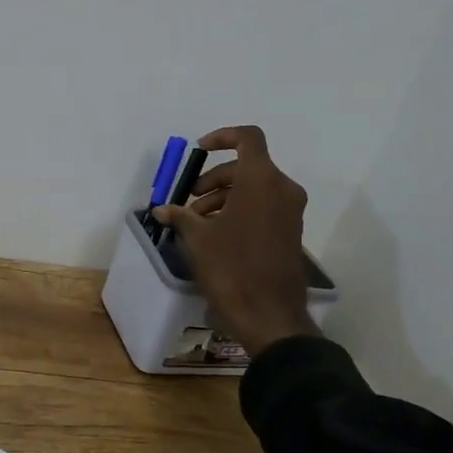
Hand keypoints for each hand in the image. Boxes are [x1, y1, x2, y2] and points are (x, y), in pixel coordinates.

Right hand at [155, 125, 318, 357]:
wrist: (269, 314)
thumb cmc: (231, 268)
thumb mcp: (198, 239)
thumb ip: (180, 216)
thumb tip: (162, 210)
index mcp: (261, 180)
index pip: (248, 138)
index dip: (222, 137)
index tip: (199, 151)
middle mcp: (282, 189)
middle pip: (247, 165)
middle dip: (215, 178)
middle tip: (190, 201)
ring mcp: (290, 211)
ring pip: (255, 186)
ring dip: (224, 195)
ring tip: (198, 221)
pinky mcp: (291, 230)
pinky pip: (264, 205)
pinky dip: (240, 209)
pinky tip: (217, 234)